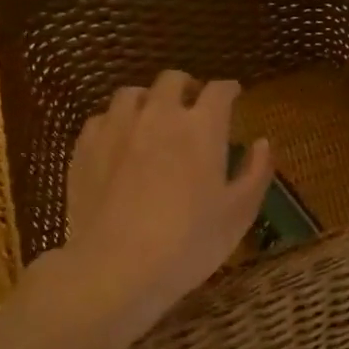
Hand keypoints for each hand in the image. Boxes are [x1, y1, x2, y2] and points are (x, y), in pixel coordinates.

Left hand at [54, 70, 271, 339]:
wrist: (117, 268)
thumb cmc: (190, 243)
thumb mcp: (239, 213)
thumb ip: (256, 172)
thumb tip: (263, 143)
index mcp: (202, 128)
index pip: (219, 91)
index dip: (229, 90)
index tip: (235, 96)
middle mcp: (158, 115)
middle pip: (172, 80)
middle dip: (188, 87)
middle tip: (195, 106)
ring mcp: (116, 128)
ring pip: (132, 93)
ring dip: (149, 99)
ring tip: (154, 119)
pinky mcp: (85, 148)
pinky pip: (102, 118)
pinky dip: (116, 122)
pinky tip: (121, 142)